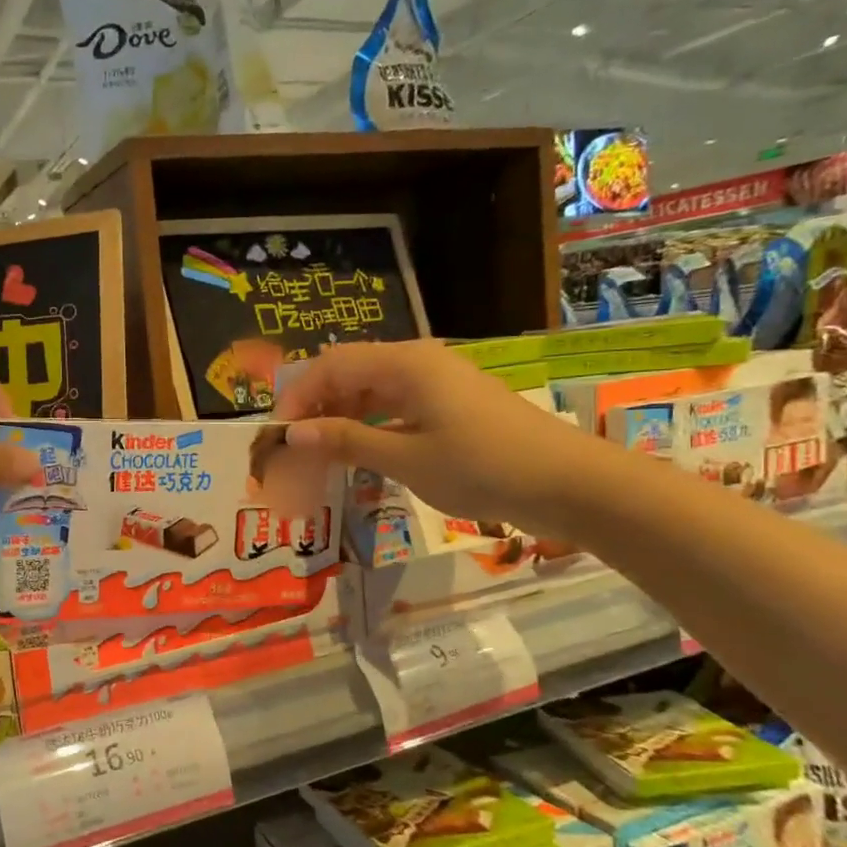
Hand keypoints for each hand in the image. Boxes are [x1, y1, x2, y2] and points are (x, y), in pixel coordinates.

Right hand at [272, 339, 604, 536]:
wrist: (568, 484)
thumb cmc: (483, 467)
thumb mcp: (407, 458)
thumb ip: (347, 441)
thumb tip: (294, 433)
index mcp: (405, 363)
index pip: (330, 366)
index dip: (297, 397)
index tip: (278, 437)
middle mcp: (417, 362)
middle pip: (348, 373)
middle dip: (315, 407)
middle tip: (294, 449)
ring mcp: (436, 383)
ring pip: (370, 390)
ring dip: (340, 418)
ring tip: (319, 455)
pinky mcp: (449, 405)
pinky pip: (394, 406)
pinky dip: (369, 426)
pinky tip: (358, 453)